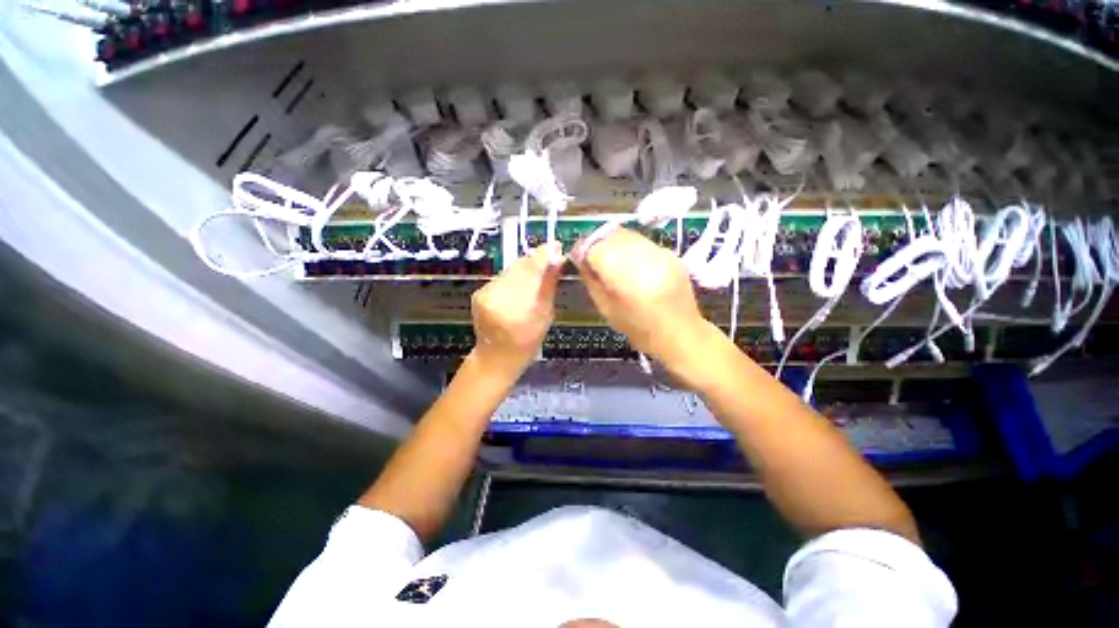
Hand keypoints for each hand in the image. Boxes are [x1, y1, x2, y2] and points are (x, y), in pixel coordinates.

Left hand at [470, 243, 562, 378]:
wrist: (497, 356)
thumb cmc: (527, 340)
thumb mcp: (545, 314)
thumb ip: (549, 284)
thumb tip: (558, 257)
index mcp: (519, 304)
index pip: (532, 268)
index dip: (545, 255)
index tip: (556, 246)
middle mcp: (498, 294)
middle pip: (520, 266)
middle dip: (535, 262)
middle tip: (549, 262)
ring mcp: (485, 293)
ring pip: (510, 271)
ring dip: (523, 271)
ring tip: (532, 282)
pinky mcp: (478, 293)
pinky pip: (501, 278)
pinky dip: (511, 279)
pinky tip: (517, 291)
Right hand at [573, 228, 723, 384]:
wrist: (681, 333)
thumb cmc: (640, 329)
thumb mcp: (606, 309)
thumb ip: (591, 280)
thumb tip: (580, 258)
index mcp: (625, 277)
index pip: (596, 248)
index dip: (583, 250)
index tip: (579, 258)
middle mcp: (644, 258)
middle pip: (611, 236)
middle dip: (598, 243)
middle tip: (593, 258)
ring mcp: (660, 253)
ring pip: (627, 235)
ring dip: (613, 243)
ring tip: (611, 260)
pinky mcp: (670, 253)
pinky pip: (642, 241)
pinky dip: (630, 247)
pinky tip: (631, 263)